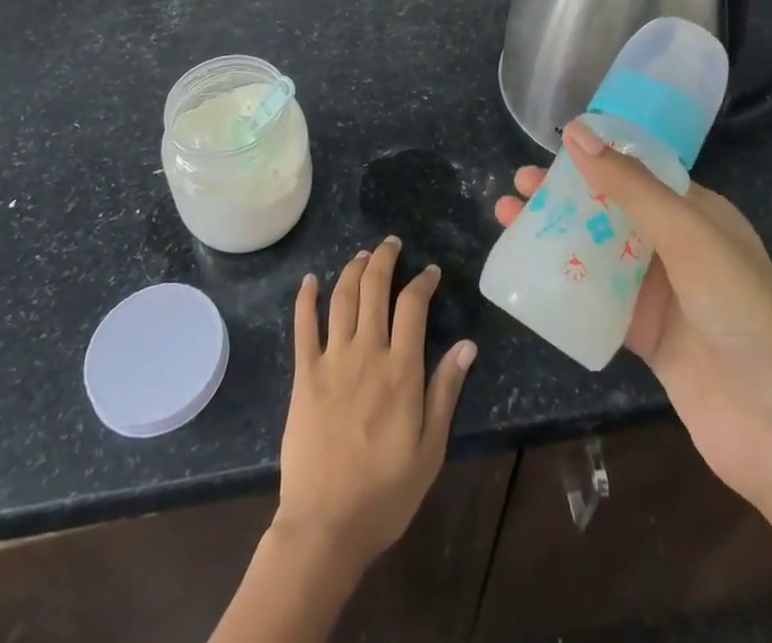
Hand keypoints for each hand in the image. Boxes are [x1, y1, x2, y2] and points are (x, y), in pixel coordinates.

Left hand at [276, 238, 476, 568]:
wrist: (325, 525)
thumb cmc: (385, 492)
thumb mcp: (431, 448)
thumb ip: (446, 391)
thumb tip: (467, 344)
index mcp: (401, 370)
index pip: (413, 306)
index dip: (422, 281)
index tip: (430, 272)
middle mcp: (367, 353)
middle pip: (374, 288)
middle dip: (385, 259)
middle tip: (392, 244)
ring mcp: (332, 360)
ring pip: (342, 297)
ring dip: (353, 269)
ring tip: (362, 254)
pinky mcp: (304, 375)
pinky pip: (303, 326)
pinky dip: (306, 298)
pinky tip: (310, 280)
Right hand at [494, 121, 771, 504]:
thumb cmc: (742, 310)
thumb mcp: (687, 234)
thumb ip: (629, 185)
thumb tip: (577, 131)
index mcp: (697, 213)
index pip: (638, 172)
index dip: (595, 157)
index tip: (548, 148)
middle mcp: (678, 247)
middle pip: (611, 210)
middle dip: (564, 195)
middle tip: (518, 185)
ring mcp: (661, 294)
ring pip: (598, 252)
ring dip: (556, 235)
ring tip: (507, 220)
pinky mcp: (645, 336)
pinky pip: (597, 300)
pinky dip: (565, 284)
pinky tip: (528, 274)